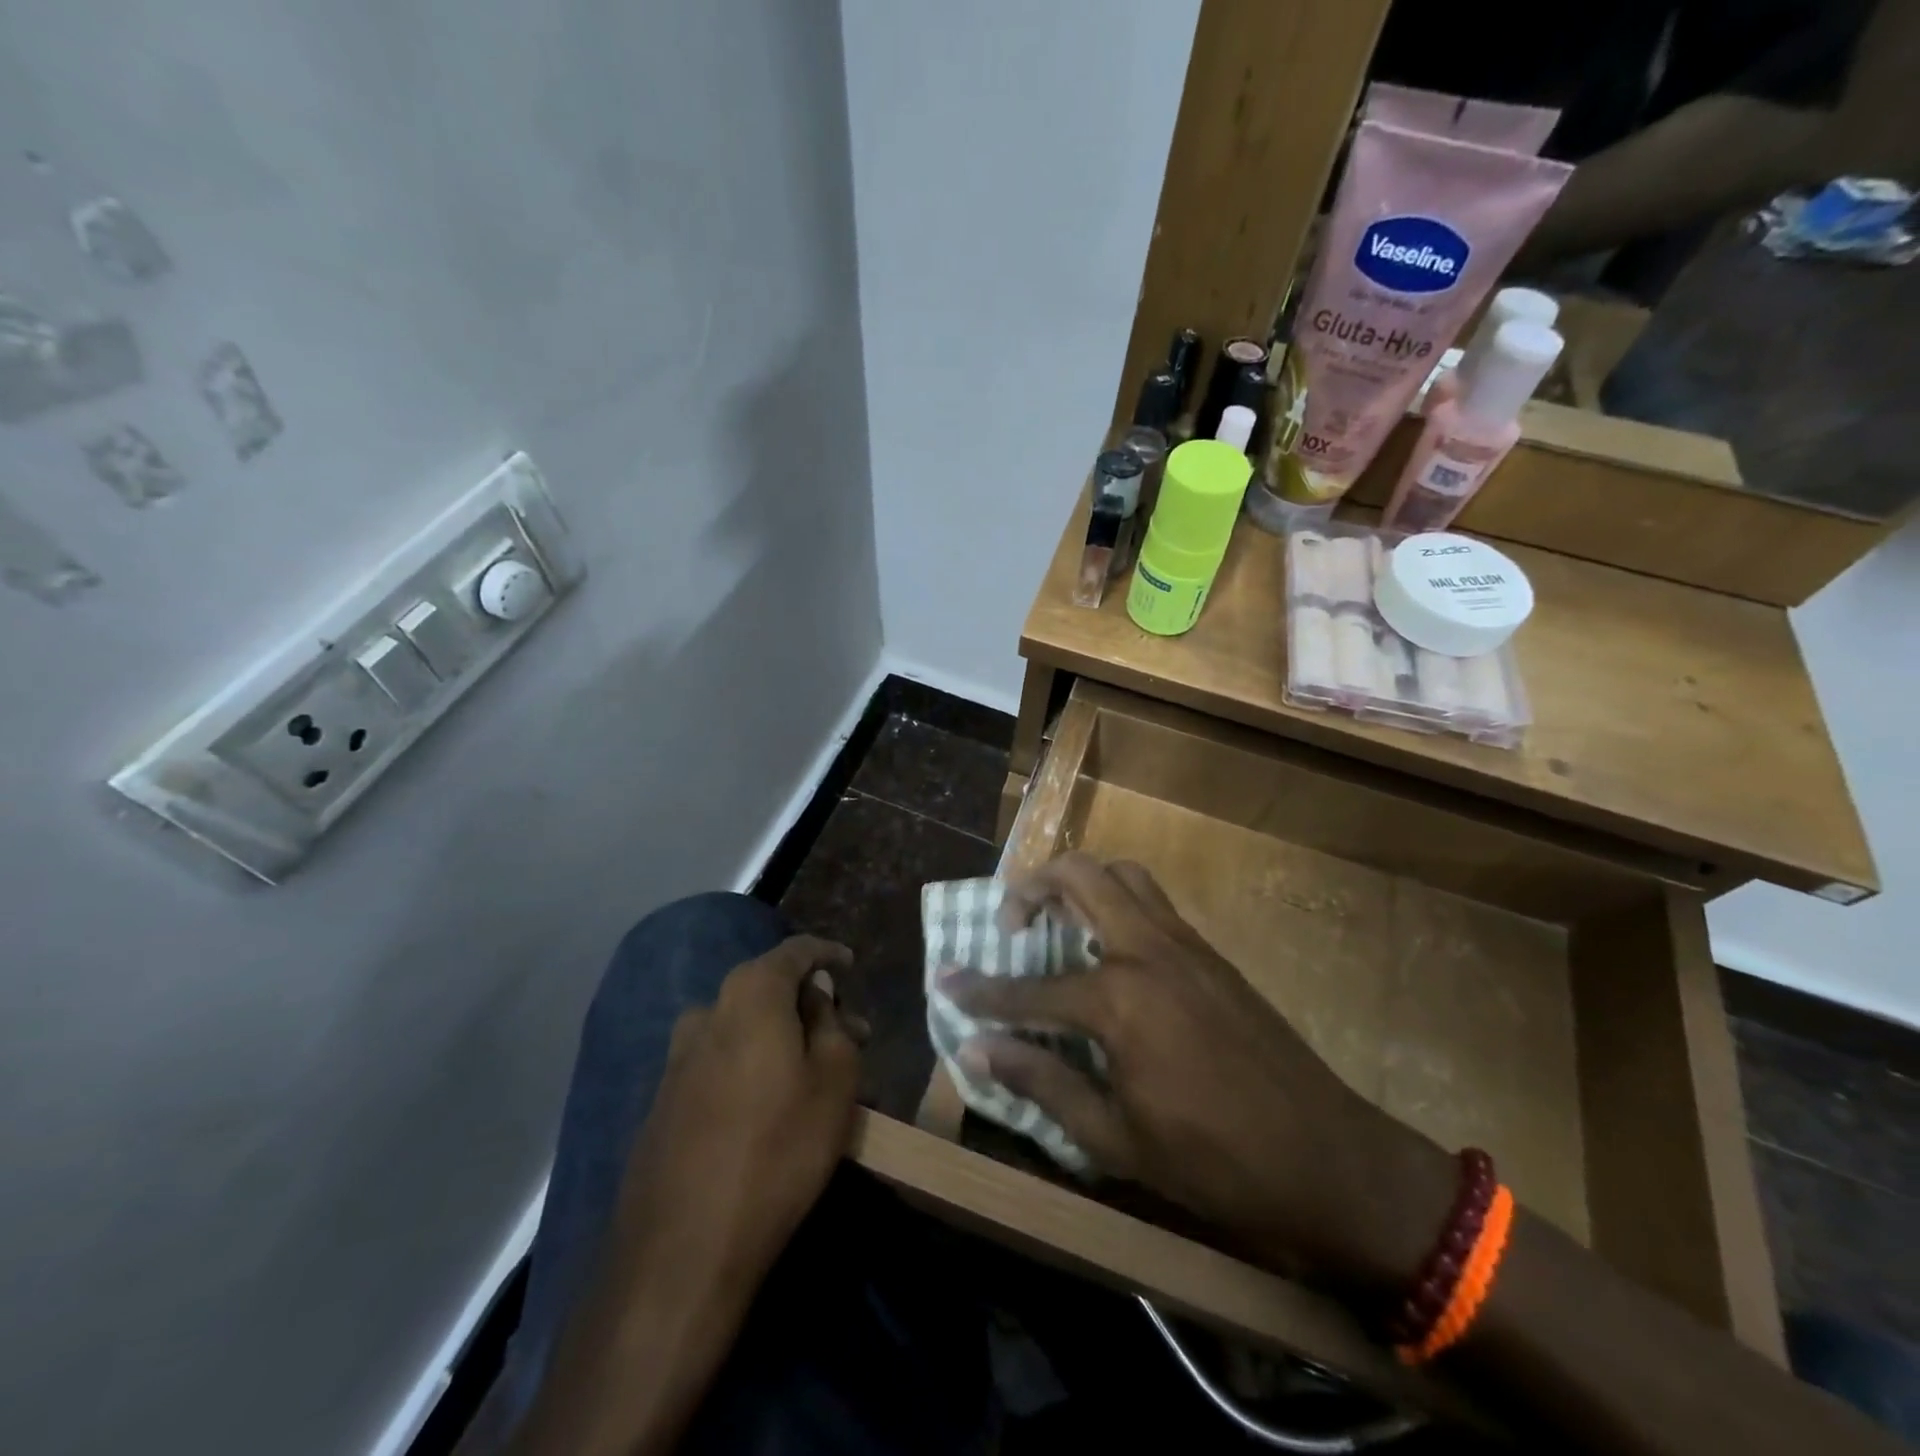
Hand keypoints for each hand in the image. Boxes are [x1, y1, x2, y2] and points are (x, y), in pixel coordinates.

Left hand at [610, 935, 862, 1306]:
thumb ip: (831, 1022)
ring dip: (781, 1038)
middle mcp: (707, 1012)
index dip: (827, 954)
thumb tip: (816, 994)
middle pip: (768, 989)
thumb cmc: (777, 1150)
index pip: (795, 951)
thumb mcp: (834, 1080)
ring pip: (743, 1029)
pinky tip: (770, 1104)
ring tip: (814, 1074)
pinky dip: (751, 1066)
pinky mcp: (663, 1100)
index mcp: (750, 994)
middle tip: (849, 1034)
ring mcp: (677, 1058)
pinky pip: (720, 1062)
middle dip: (810, 1006)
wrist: (682, 1251)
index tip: (850, 966)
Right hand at [944, 855, 1451, 1295]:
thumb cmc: (1216, 1163)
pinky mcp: (1211, 954)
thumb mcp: (1116, 1139)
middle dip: (1030, 888)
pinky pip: (1153, 903)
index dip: (980, 991)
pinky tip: (1109, 952)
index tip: (944, 980)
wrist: (1331, 1161)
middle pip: (1079, 877)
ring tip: (1057, 923)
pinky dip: (1117, 904)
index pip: (1029, 988)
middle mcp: (1147, 951)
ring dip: (1080, 884)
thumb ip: (1042, 1082)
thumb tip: (975, 1049)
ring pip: (1123, 875)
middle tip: (1009, 925)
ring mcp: (1185, 944)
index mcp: (1119, 999)